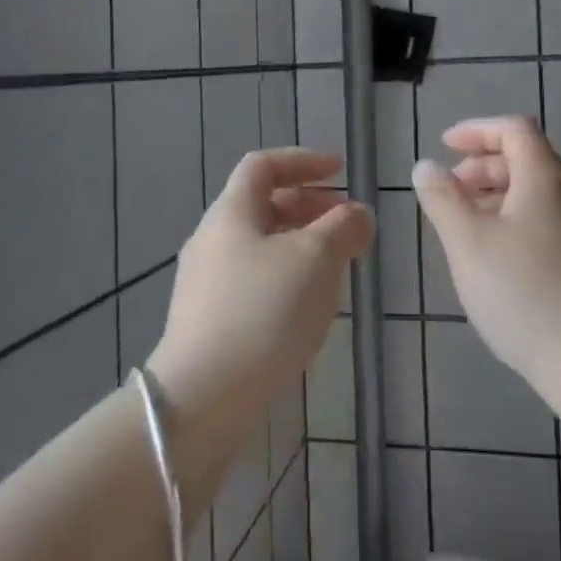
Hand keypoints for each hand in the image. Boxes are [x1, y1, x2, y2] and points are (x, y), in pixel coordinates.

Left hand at [148, 148, 372, 427]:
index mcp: (231, 213)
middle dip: (310, 207)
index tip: (341, 172)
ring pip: (261, 245)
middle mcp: (212, 239)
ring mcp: (206, 283)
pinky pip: (255, 280)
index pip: (264, 165)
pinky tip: (308, 307)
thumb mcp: (316, 259)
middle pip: (263, 205)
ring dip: (302, 245)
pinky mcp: (209, 320)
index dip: (304, 161)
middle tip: (348, 225)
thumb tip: (358, 213)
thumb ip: (343, 227)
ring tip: (337, 268)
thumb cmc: (264, 312)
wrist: (203, 398)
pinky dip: (287, 276)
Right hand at [412, 116, 560, 402]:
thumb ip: (443, 199)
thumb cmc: (525, 294)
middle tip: (450, 192)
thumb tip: (427, 166)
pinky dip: (518, 222)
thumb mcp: (468, 243)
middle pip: (528, 160)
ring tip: (467, 227)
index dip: (477, 130)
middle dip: (483, 167)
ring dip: (498, 197)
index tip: (445, 146)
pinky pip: (551, 222)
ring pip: (539, 195)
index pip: (514, 129)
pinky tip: (499, 260)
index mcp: (546, 178)